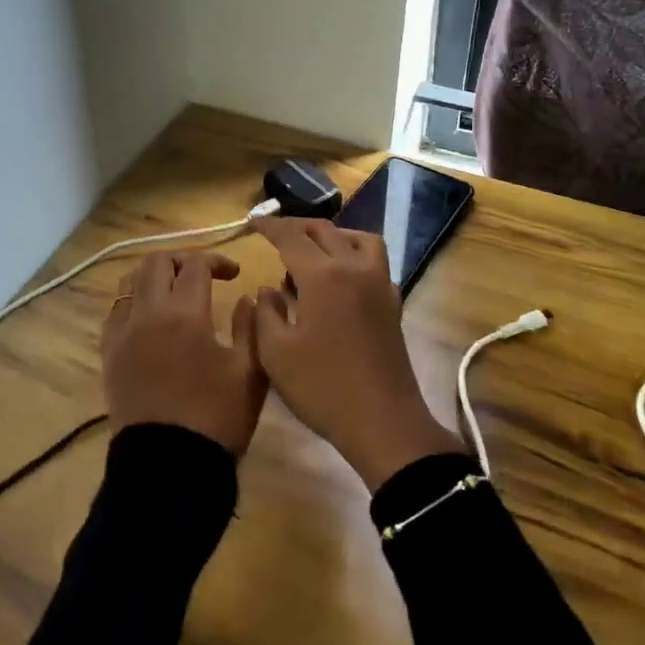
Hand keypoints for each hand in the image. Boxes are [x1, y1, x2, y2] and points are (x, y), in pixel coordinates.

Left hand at [102, 250, 267, 455]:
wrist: (169, 469)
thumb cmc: (216, 419)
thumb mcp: (251, 372)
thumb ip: (252, 325)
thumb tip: (246, 297)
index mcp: (184, 314)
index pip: (196, 265)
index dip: (218, 262)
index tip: (235, 275)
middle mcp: (147, 314)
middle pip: (157, 262)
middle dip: (182, 261)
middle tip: (203, 277)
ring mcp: (122, 334)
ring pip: (129, 281)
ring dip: (154, 277)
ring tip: (175, 292)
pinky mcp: (109, 355)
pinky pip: (115, 311)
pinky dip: (133, 302)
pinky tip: (150, 319)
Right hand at [245, 218, 465, 490]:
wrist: (383, 422)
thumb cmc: (323, 388)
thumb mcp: (276, 354)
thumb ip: (265, 313)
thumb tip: (269, 289)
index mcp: (323, 276)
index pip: (291, 237)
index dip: (270, 226)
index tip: (253, 223)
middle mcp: (354, 268)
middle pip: (325, 231)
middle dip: (297, 227)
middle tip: (275, 234)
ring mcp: (379, 283)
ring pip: (357, 238)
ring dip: (332, 236)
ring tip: (312, 252)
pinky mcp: (392, 302)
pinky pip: (373, 260)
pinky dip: (353, 254)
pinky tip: (339, 279)